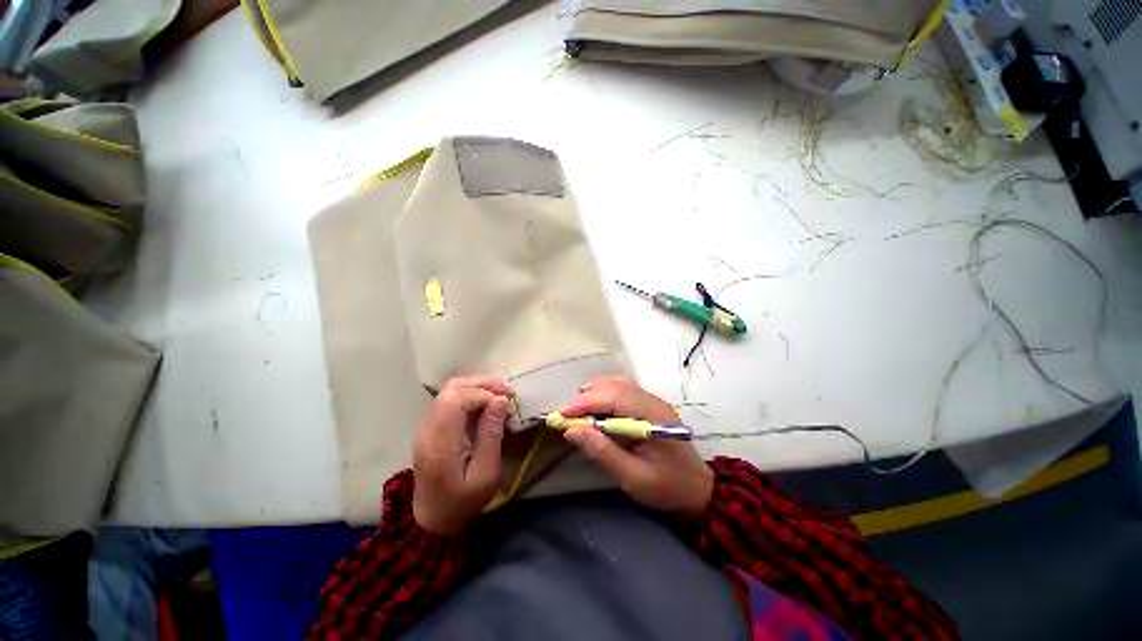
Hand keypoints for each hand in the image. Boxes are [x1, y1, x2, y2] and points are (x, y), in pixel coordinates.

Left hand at [413, 377, 514, 535]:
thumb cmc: (463, 501)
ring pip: (450, 389)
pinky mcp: (430, 426)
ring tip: (500, 396)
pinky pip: (449, 399)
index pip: (457, 399)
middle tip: (507, 393)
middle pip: (452, 387)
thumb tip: (500, 401)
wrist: (433, 519)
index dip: (484, 393)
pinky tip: (486, 403)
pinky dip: (470, 394)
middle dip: (483, 384)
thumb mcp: (486, 473)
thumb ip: (491, 435)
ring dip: (477, 387)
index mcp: (439, 442)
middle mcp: (428, 428)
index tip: (507, 403)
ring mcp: (426, 425)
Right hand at [560, 377, 712, 519]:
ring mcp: (653, 401)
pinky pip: (624, 389)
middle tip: (566, 414)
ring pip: (619, 383)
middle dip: (587, 396)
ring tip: (577, 408)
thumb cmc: (667, 489)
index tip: (561, 414)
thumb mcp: (633, 478)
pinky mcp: (650, 405)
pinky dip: (605, 393)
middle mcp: (653, 402)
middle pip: (615, 386)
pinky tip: (595, 406)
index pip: (614, 398)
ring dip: (595, 392)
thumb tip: (571, 430)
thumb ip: (603, 452)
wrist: (698, 491)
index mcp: (653, 417)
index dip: (586, 402)